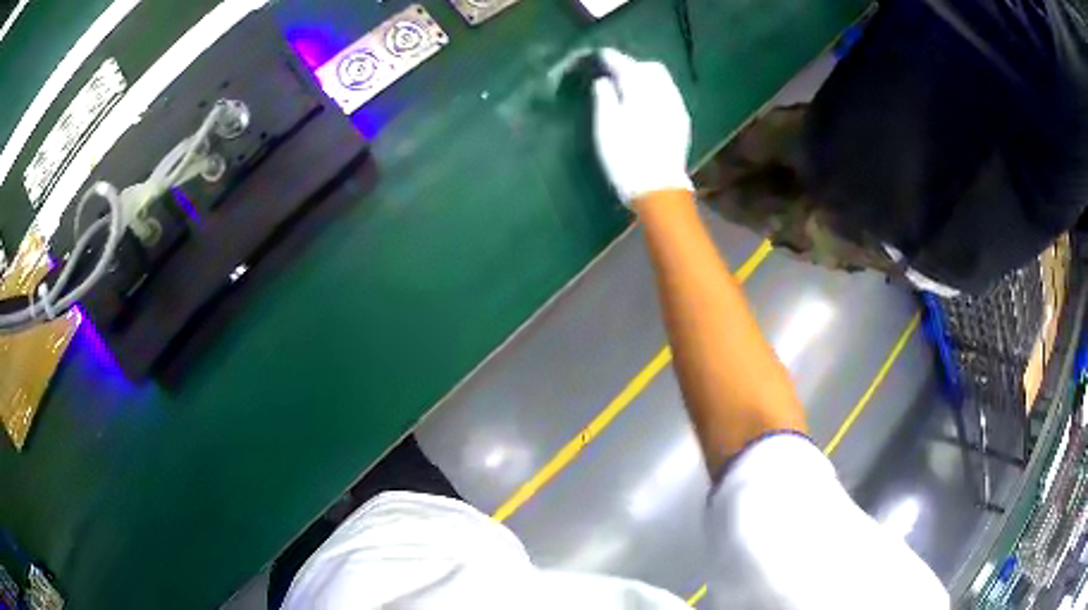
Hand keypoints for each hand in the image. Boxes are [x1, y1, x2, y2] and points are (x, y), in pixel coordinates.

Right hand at [592, 48, 692, 205]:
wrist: (658, 188)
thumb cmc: (626, 157)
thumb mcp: (606, 127)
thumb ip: (604, 97)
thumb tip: (603, 80)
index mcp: (641, 91)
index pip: (625, 65)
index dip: (611, 58)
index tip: (598, 56)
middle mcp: (663, 93)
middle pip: (649, 67)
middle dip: (631, 65)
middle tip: (614, 73)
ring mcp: (677, 107)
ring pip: (662, 80)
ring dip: (645, 77)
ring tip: (629, 87)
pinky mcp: (682, 121)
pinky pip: (669, 94)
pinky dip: (656, 91)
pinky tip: (646, 103)